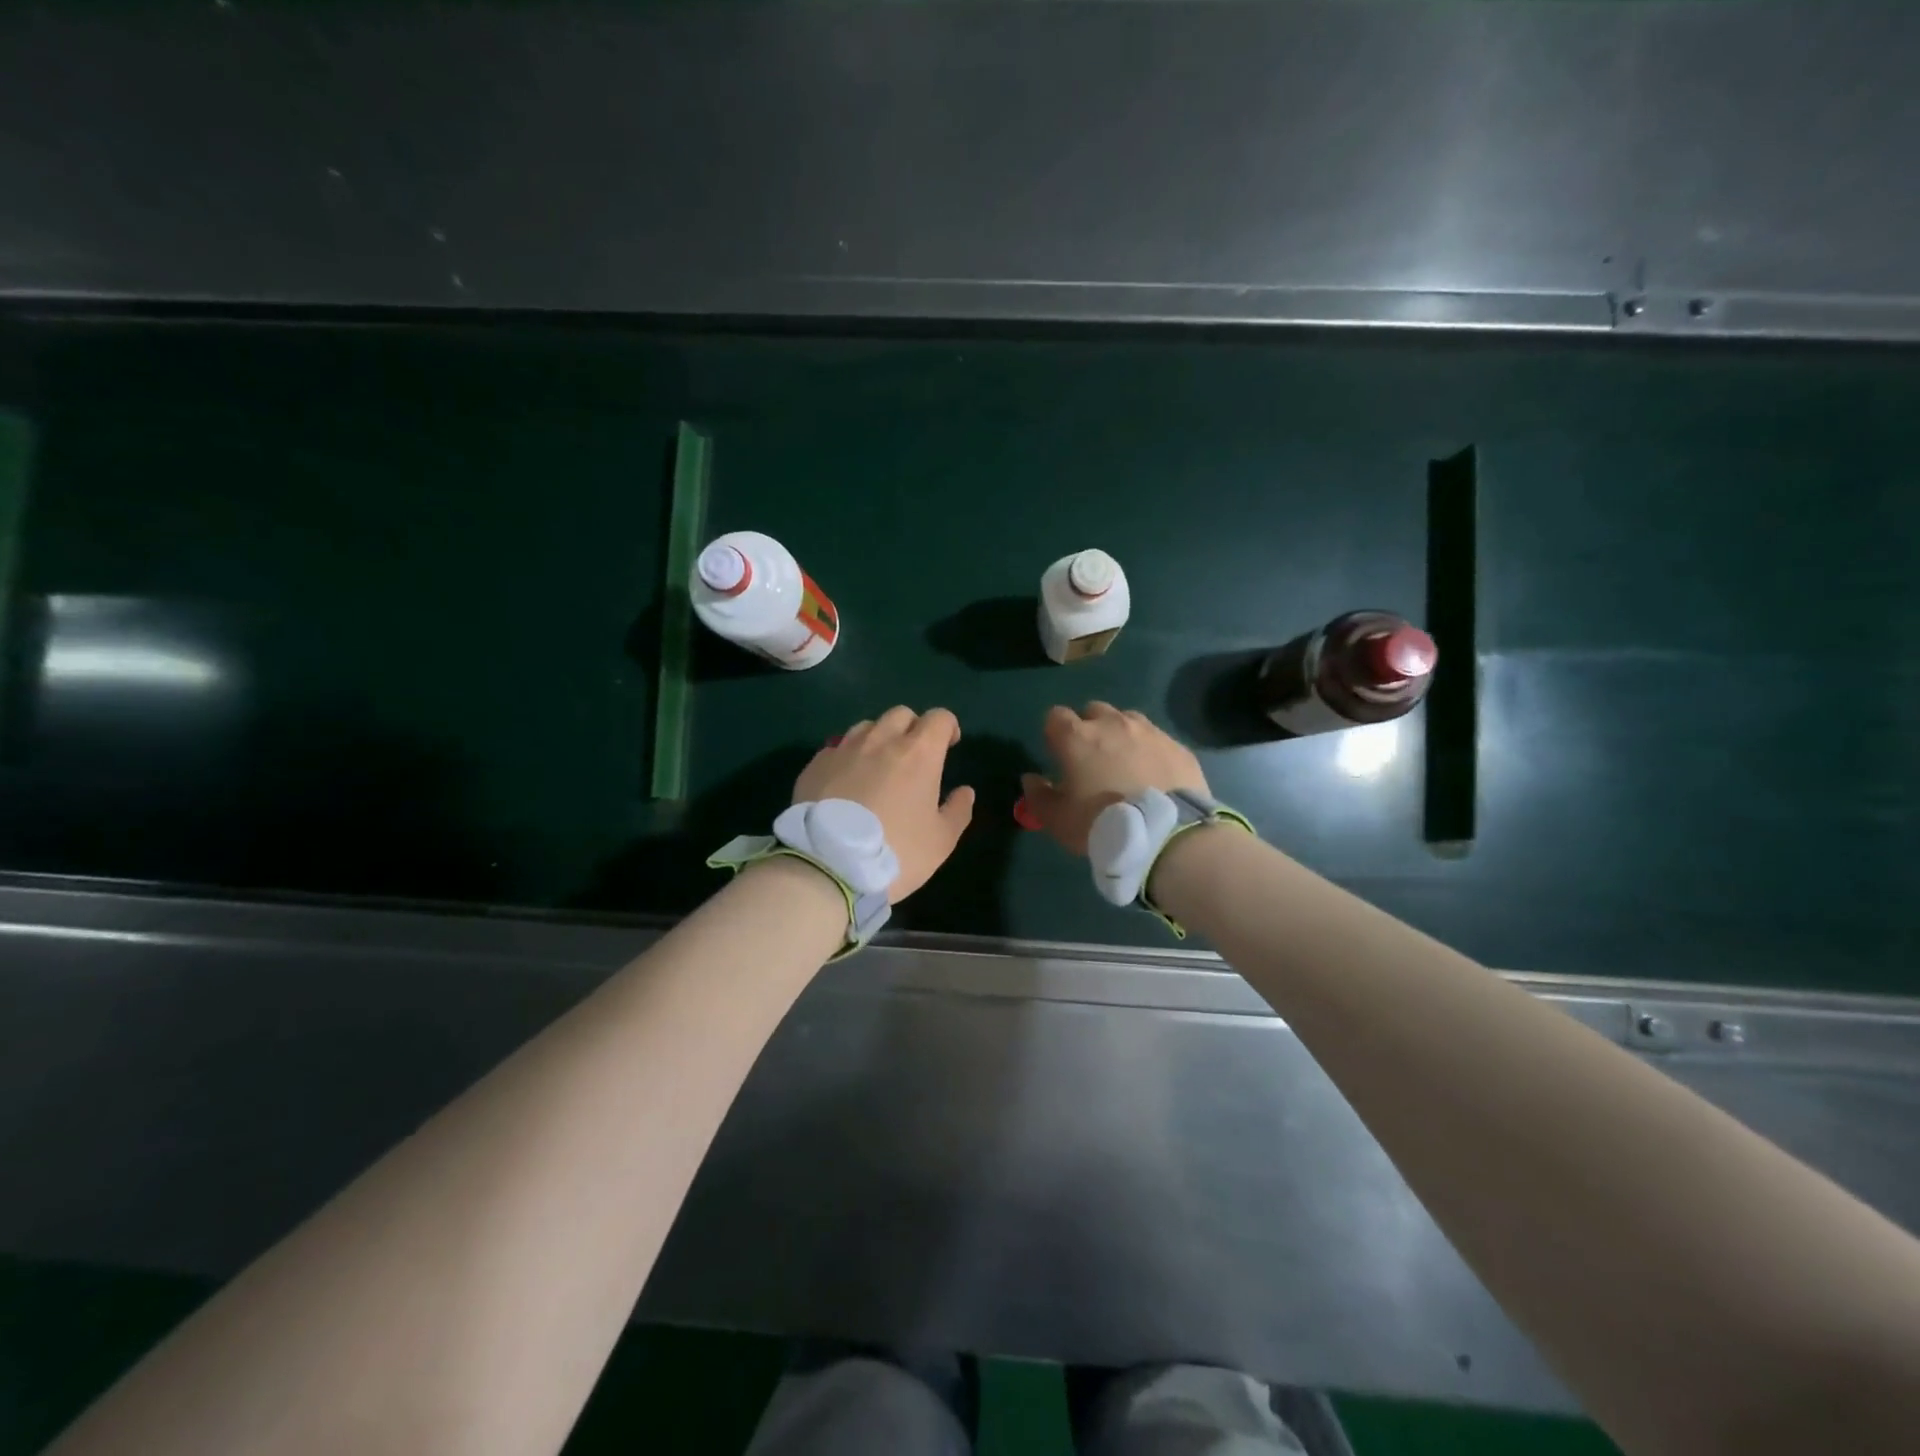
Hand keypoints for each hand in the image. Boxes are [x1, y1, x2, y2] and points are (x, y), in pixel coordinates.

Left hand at [793, 706, 975, 900]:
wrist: (829, 867)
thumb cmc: (896, 852)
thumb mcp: (941, 841)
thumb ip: (958, 811)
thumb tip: (965, 791)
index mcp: (918, 753)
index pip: (939, 718)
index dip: (948, 727)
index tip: (949, 745)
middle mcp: (880, 740)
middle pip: (901, 714)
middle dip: (913, 728)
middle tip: (914, 756)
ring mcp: (844, 749)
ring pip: (866, 727)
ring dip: (879, 739)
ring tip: (877, 767)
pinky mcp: (816, 765)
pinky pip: (837, 749)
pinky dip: (848, 758)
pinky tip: (846, 783)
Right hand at [1020, 703, 1208, 855]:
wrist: (1165, 834)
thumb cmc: (1100, 823)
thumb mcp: (1058, 820)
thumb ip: (1038, 796)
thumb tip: (1030, 779)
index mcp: (1077, 737)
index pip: (1055, 716)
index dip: (1054, 734)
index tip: (1058, 755)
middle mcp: (1113, 724)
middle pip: (1094, 711)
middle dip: (1089, 728)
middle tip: (1092, 760)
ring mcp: (1150, 732)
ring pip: (1128, 720)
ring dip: (1121, 735)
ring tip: (1126, 765)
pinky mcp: (1178, 747)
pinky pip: (1158, 740)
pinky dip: (1151, 752)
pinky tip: (1155, 777)